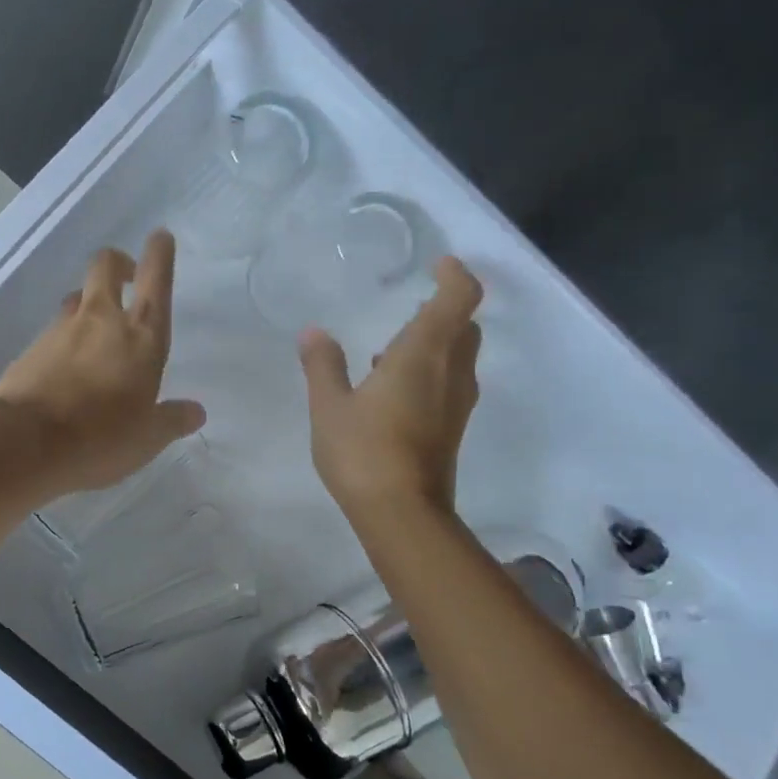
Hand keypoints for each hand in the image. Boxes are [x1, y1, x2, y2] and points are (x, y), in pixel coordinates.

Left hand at [0, 229, 206, 494]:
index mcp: (141, 338)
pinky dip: (64, 338)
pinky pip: (53, 331)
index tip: (160, 237)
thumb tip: (195, 412)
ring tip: (95, 329)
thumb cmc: (100, 438)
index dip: (159, 255)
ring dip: (89, 303)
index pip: (156, 282)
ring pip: (77, 298)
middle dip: (118, 263)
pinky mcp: (30, 348)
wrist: (25, 443)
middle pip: (106, 267)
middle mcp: (101, 321)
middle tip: (127, 276)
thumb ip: (172, 420)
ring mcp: (61, 330)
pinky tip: (65, 366)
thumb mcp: (147, 439)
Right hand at [299, 255, 483, 516]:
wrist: (402, 514)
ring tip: (390, 348)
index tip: (437, 264)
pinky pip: (449, 383)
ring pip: (459, 356)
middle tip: (410, 306)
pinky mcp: (452, 429)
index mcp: (423, 355)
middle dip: (444, 308)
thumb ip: (323, 365)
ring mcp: (457, 404)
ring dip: (436, 343)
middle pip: (464, 326)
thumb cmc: (363, 451)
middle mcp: (451, 373)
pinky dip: (430, 371)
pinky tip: (391, 389)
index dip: (454, 274)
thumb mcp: (329, 406)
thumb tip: (313, 332)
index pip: (459, 298)